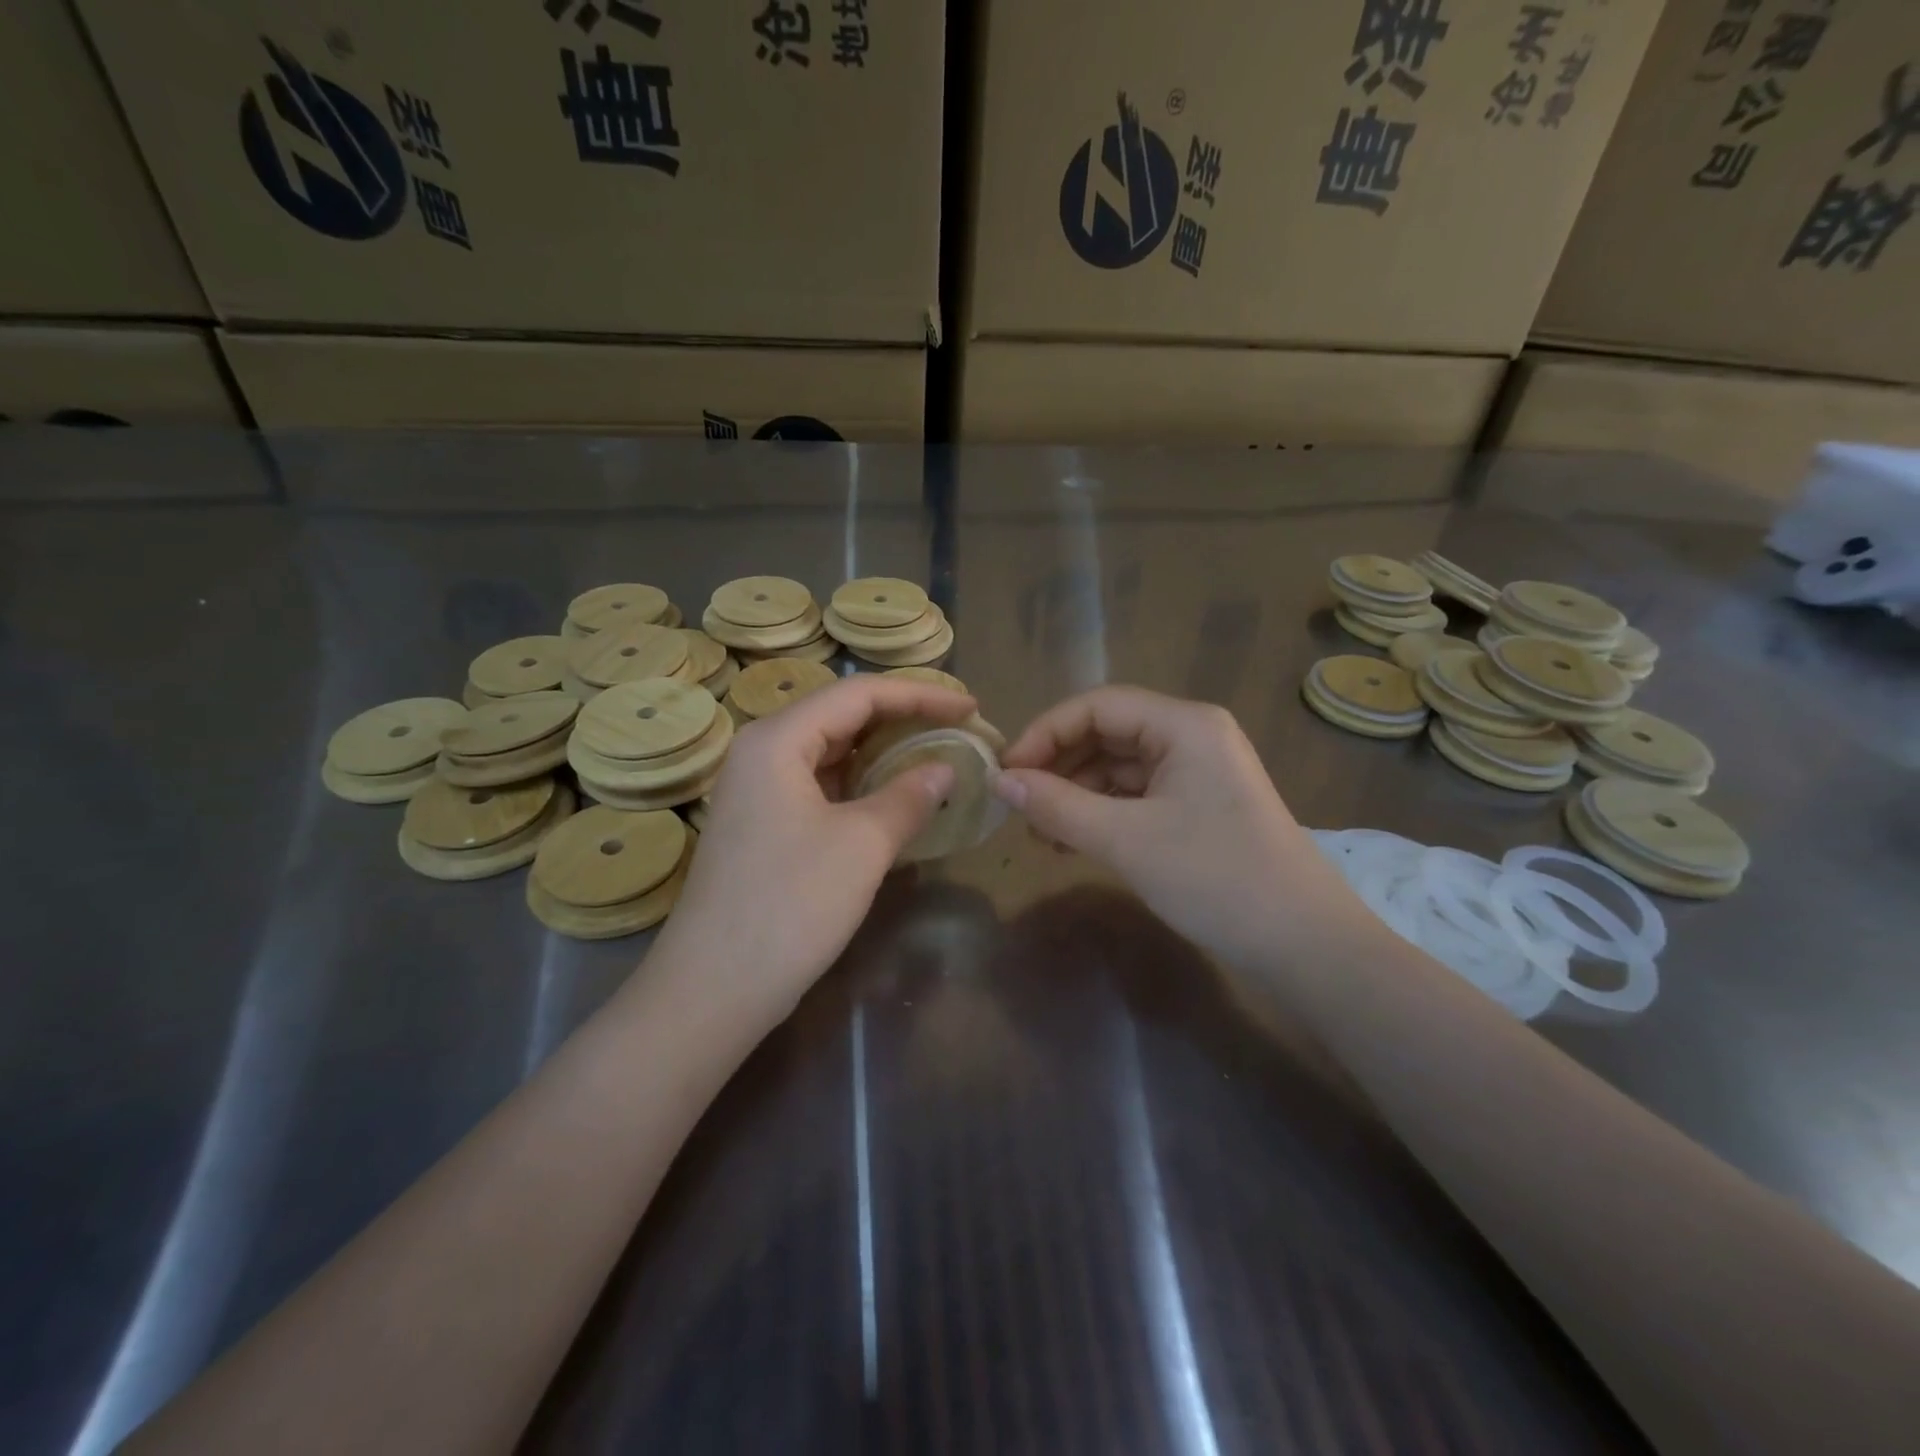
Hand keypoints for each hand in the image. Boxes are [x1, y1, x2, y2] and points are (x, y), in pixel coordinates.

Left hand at [652, 676, 977, 1015]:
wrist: (714, 988)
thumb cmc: (790, 905)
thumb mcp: (862, 845)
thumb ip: (909, 796)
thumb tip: (945, 769)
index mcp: (778, 740)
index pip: (859, 694)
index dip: (920, 695)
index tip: (970, 709)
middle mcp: (762, 752)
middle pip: (841, 715)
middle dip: (903, 718)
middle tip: (957, 729)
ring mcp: (758, 790)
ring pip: (831, 752)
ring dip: (883, 752)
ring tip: (934, 756)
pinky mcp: (763, 824)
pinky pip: (821, 785)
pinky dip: (861, 784)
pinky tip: (894, 798)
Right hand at [993, 687, 1367, 967]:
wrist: (1304, 945)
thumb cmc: (1215, 878)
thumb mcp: (1126, 840)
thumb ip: (1057, 806)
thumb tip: (1000, 780)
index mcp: (1183, 724)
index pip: (1096, 707)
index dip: (1044, 733)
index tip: (1006, 772)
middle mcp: (1192, 735)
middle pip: (1107, 733)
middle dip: (1058, 766)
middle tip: (1018, 804)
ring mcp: (1199, 771)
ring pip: (1119, 767)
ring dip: (1075, 793)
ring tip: (1038, 831)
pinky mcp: (1199, 805)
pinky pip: (1137, 795)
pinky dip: (1101, 812)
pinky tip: (1071, 842)